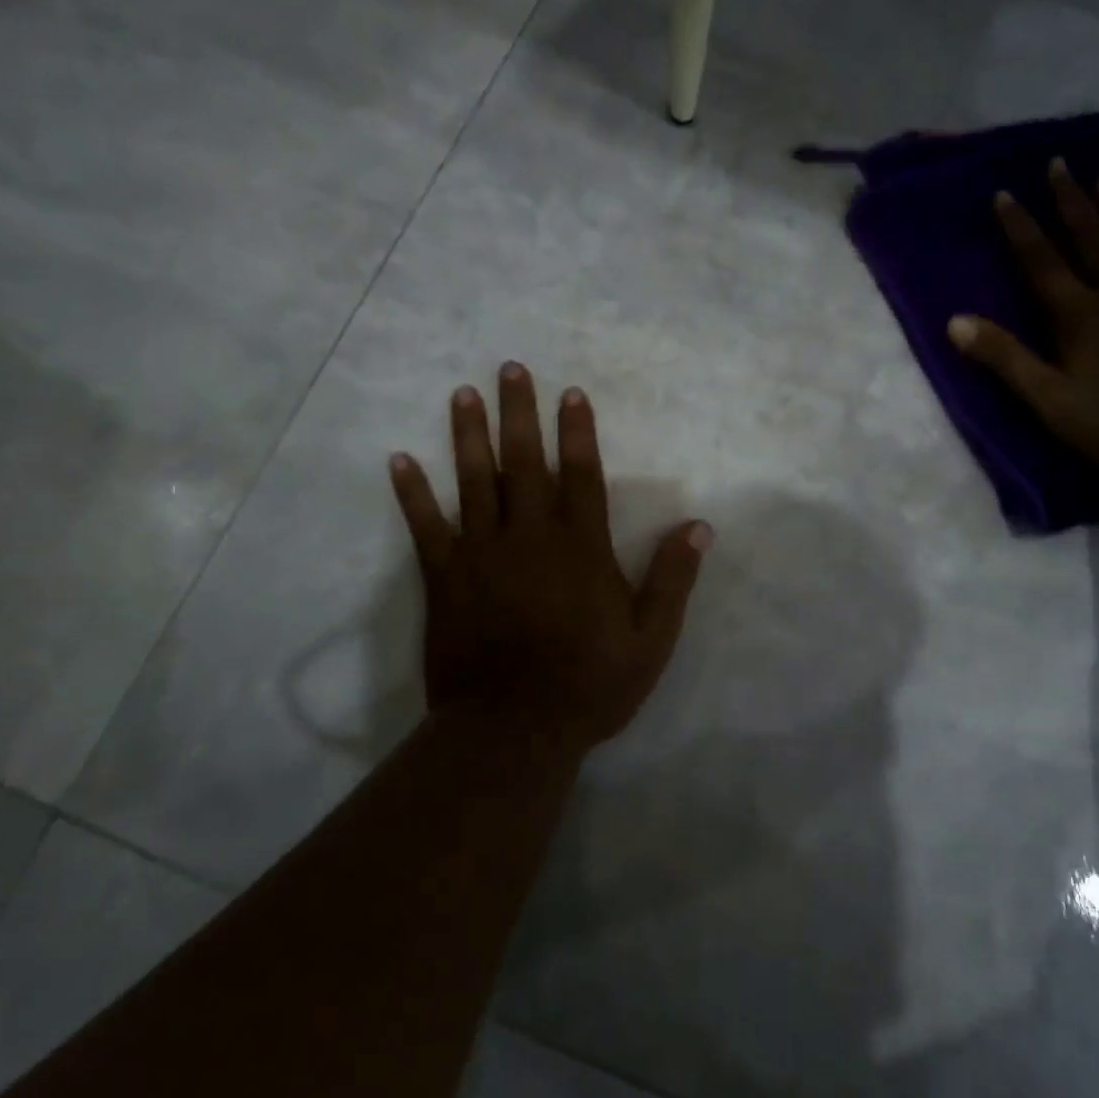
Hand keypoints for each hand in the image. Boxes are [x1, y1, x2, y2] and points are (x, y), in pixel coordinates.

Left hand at [388, 363, 711, 762]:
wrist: (513, 729)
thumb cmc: (589, 684)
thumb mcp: (650, 639)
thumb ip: (672, 579)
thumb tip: (699, 526)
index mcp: (581, 548)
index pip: (582, 475)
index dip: (578, 432)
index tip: (571, 393)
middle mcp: (530, 537)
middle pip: (525, 463)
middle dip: (520, 413)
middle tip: (510, 369)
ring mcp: (482, 554)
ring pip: (475, 481)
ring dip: (468, 435)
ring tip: (462, 394)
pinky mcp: (445, 578)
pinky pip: (425, 527)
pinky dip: (412, 493)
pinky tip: (399, 460)